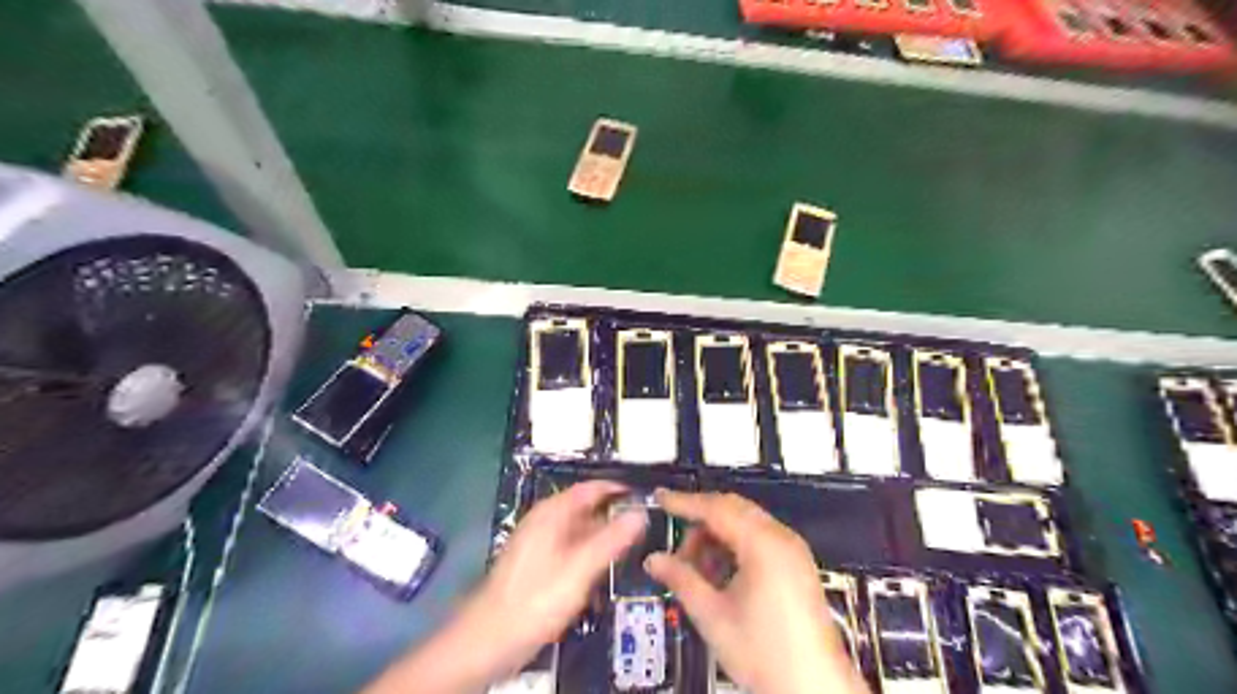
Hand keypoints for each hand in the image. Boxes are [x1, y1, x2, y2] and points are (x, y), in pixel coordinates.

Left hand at [362, 480, 648, 693]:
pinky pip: (568, 549)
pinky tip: (599, 571)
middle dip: (611, 516)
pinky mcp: (535, 565)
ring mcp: (537, 543)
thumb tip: (640, 513)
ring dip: (600, 537)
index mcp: (551, 514)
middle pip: (583, 508)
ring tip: (627, 548)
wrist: (490, 639)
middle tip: (641, 527)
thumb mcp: (580, 568)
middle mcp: (543, 521)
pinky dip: (586, 553)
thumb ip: (611, 540)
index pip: (589, 488)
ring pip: (577, 530)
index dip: (616, 489)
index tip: (642, 496)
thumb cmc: (537, 598)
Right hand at [648, 487, 867, 692]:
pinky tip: (720, 575)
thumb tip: (654, 560)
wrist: (814, 690)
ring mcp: (793, 550)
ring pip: (745, 524)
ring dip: (717, 537)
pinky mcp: (797, 565)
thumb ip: (681, 579)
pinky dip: (735, 548)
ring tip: (697, 570)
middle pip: (732, 510)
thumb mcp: (713, 615)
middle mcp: (782, 538)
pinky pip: (760, 539)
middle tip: (676, 547)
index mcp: (763, 543)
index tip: (659, 498)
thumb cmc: (764, 653)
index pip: (716, 508)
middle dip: (700, 523)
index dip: (684, 502)